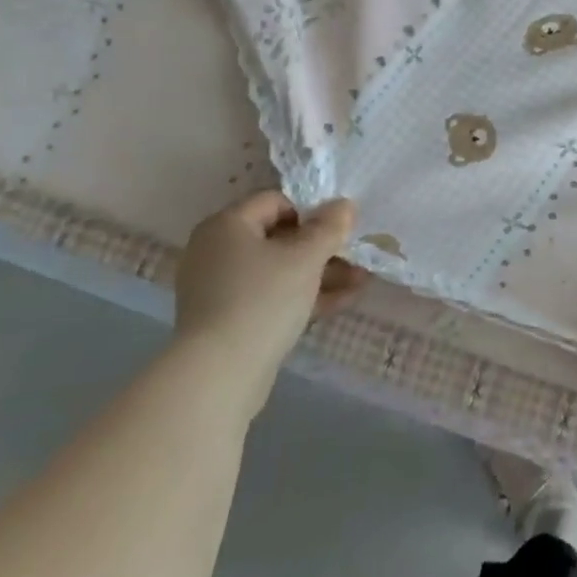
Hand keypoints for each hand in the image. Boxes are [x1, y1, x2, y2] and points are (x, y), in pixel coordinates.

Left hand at [172, 191, 366, 419]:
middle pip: (279, 237)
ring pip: (278, 270)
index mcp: (226, 225)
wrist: (219, 374)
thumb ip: (330, 227)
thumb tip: (344, 204)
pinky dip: (302, 295)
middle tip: (356, 256)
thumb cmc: (263, 299)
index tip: (339, 230)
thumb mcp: (306, 257)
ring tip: (361, 281)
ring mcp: (218, 287)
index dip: (312, 211)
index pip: (276, 201)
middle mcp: (216, 250)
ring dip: (320, 273)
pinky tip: (342, 301)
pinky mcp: (226, 319)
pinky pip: (270, 296)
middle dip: (323, 248)